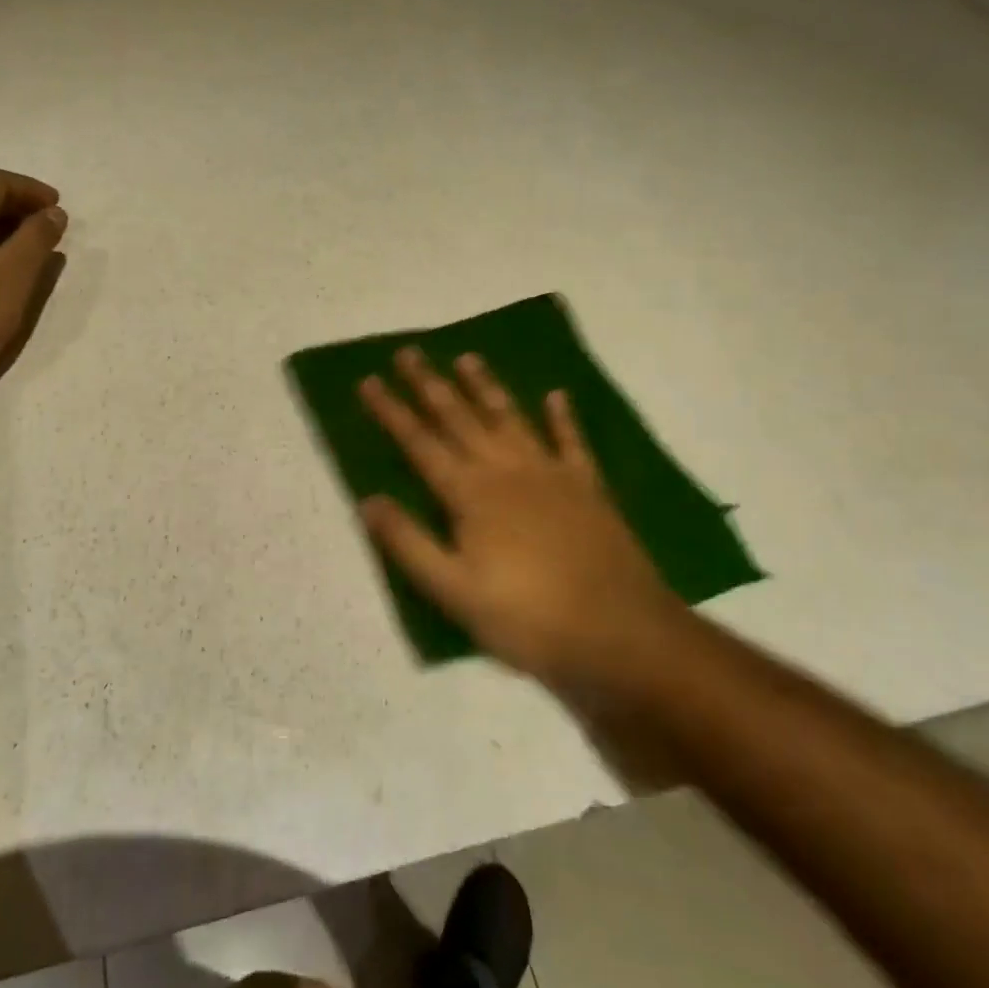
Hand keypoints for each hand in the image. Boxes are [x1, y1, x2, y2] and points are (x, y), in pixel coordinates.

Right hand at [359, 348, 690, 693]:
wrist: (621, 635)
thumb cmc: (528, 618)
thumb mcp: (455, 592)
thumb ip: (409, 543)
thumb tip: (367, 499)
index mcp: (470, 494)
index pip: (419, 443)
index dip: (391, 411)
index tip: (368, 380)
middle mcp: (506, 470)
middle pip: (459, 418)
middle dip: (429, 384)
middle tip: (408, 352)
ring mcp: (551, 474)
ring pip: (509, 418)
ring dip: (485, 387)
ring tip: (467, 357)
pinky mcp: (588, 488)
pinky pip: (571, 442)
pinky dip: (562, 417)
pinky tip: (556, 395)